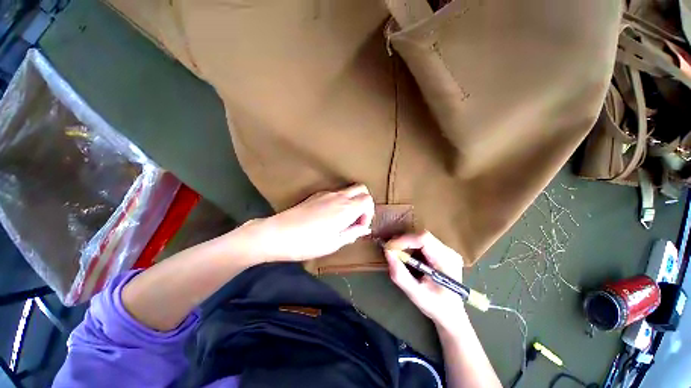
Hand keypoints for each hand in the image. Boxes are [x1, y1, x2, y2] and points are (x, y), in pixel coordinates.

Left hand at [241, 184, 374, 261]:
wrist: (278, 233)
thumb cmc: (309, 242)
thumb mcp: (335, 243)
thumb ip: (353, 233)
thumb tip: (364, 228)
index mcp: (346, 208)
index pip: (368, 199)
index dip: (369, 213)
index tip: (360, 226)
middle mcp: (338, 197)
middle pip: (361, 189)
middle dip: (364, 202)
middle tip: (356, 218)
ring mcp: (326, 194)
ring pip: (348, 190)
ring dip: (351, 201)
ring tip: (342, 219)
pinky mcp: (316, 195)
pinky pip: (335, 193)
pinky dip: (340, 201)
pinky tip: (329, 216)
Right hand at [385, 231, 468, 328]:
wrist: (451, 314)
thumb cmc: (436, 306)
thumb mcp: (415, 294)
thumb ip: (400, 274)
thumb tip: (387, 253)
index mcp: (447, 261)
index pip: (424, 239)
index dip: (404, 240)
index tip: (389, 248)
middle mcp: (449, 251)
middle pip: (422, 236)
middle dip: (403, 241)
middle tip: (390, 251)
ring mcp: (446, 250)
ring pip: (421, 238)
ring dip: (406, 244)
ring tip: (397, 255)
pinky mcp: (441, 251)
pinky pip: (422, 242)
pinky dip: (410, 247)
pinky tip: (407, 257)